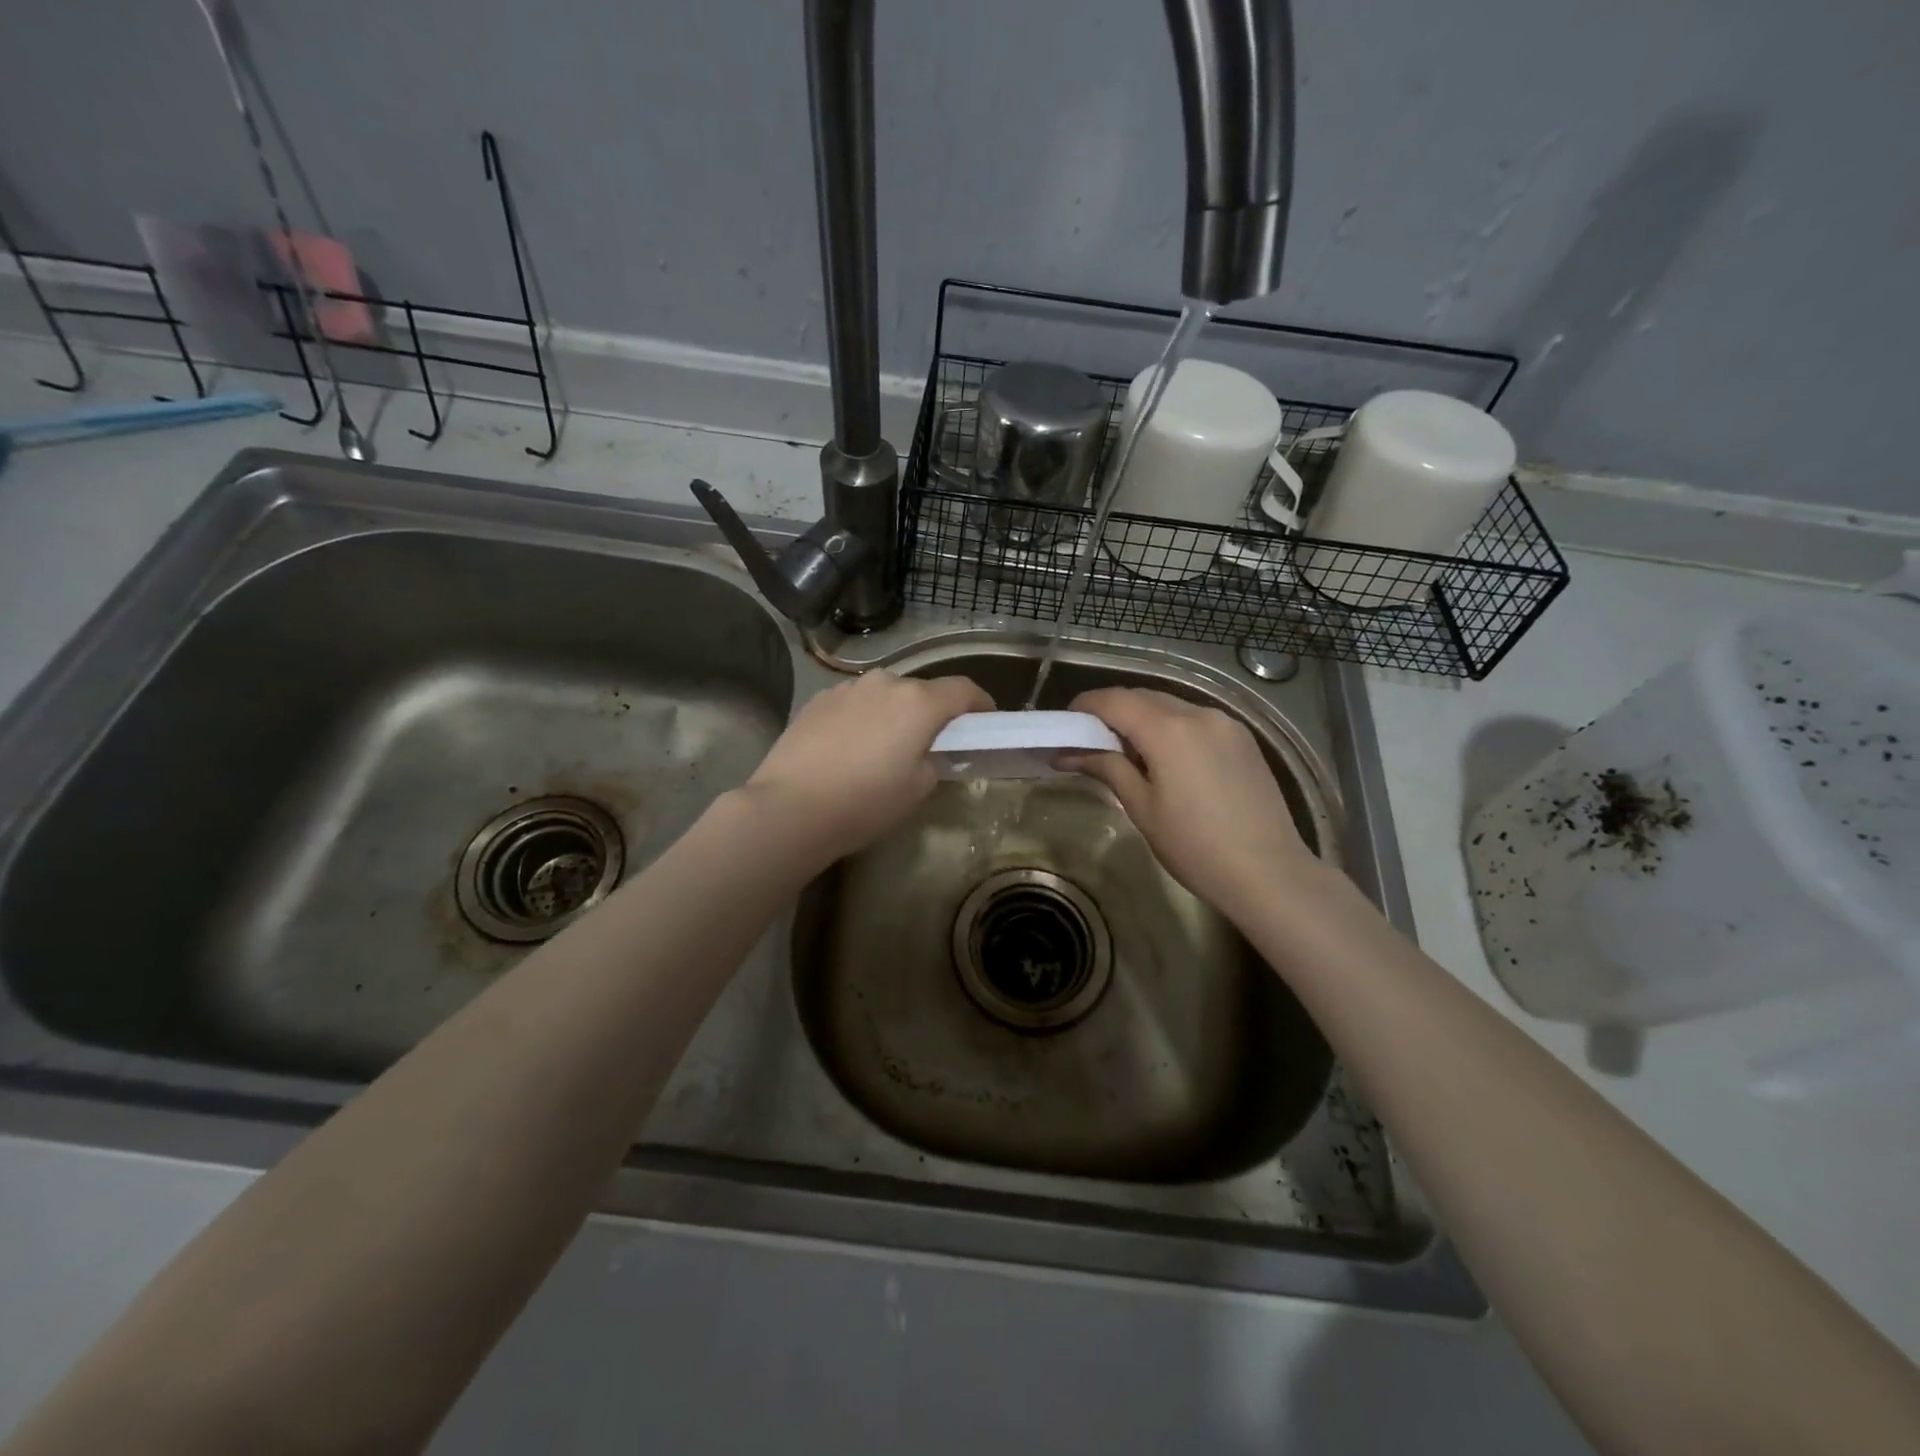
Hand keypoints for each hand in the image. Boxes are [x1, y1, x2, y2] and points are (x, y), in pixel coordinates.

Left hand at [738, 670, 991, 862]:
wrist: (789, 808)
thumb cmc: (865, 802)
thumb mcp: (917, 788)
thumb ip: (933, 759)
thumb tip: (926, 750)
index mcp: (918, 702)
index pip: (963, 689)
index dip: (981, 703)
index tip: (986, 720)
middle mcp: (885, 683)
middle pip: (922, 690)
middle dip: (933, 711)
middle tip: (932, 742)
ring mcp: (847, 688)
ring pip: (885, 694)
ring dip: (894, 712)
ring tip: (885, 746)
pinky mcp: (818, 700)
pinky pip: (855, 703)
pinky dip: (864, 717)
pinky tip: (851, 747)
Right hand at [1063, 687, 1319, 920]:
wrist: (1269, 873)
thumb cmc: (1195, 847)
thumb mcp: (1142, 808)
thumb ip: (1107, 768)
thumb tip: (1067, 753)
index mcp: (1168, 730)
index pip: (1114, 700)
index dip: (1085, 706)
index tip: (1066, 723)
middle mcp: (1199, 714)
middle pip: (1143, 697)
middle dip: (1112, 711)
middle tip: (1090, 740)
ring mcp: (1226, 723)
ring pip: (1172, 706)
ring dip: (1143, 718)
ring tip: (1127, 752)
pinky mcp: (1244, 739)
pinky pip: (1196, 720)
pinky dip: (1172, 727)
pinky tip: (1167, 758)